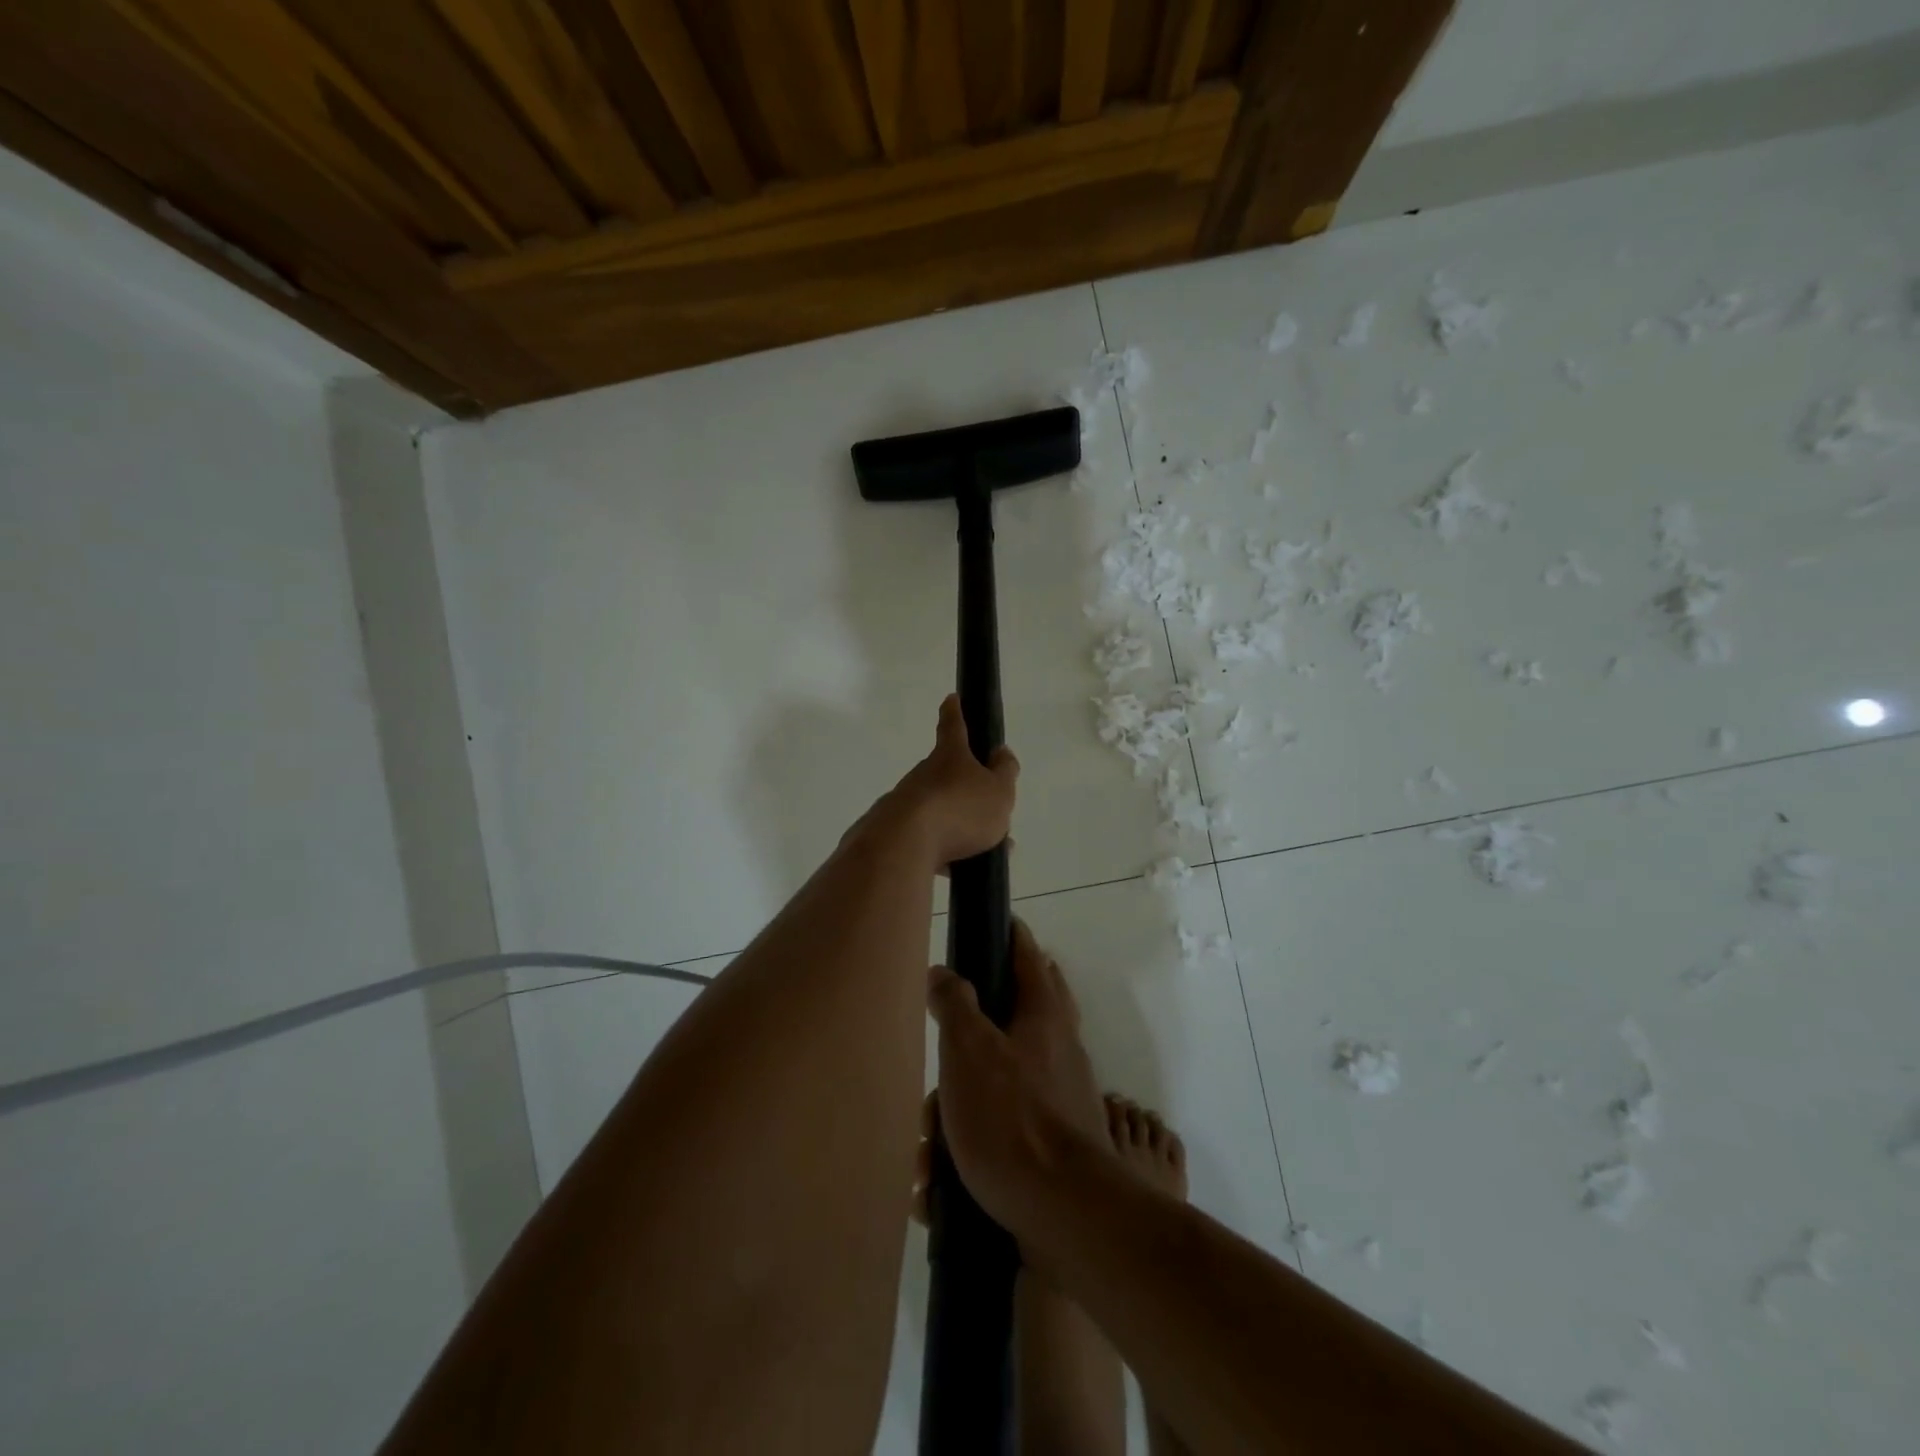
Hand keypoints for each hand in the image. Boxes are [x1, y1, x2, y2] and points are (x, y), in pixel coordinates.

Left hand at [880, 694, 1018, 866]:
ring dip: (960, 825)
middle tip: (989, 810)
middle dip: (967, 789)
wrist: (904, 845)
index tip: (951, 698)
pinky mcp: (893, 832)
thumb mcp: (999, 791)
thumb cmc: (960, 810)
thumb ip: (1005, 772)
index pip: (953, 726)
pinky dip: (944, 851)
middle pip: (947, 775)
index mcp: (949, 757)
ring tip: (984, 849)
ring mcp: (905, 802)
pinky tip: (958, 870)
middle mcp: (923, 774)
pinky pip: (926, 839)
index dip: (955, 711)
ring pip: (939, 810)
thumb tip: (1001, 753)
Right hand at [925, 922, 1105, 1234]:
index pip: (1028, 955)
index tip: (995, 923)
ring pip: (1004, 1081)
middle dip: (977, 1025)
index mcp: (1044, 1016)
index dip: (1011, 935)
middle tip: (946, 1037)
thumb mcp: (969, 1050)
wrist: (1066, 1214)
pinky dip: (971, 1144)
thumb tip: (944, 972)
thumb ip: (955, 1004)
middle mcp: (1061, 1048)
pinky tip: (938, 1179)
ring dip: (961, 1102)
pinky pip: (1005, 1129)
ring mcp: (1063, 1096)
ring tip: (926, 1137)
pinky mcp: (1056, 1142)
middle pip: (1021, 1014)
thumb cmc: (1012, 1118)